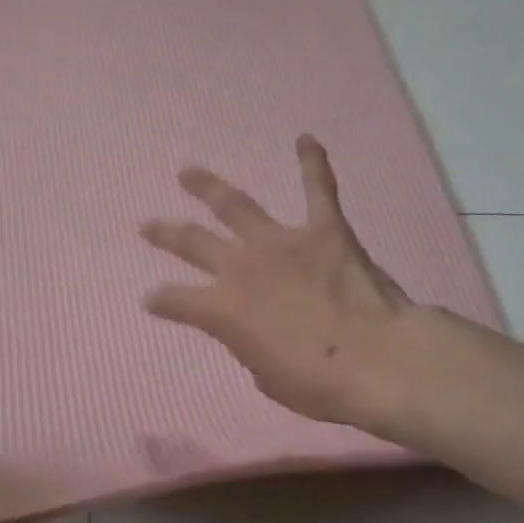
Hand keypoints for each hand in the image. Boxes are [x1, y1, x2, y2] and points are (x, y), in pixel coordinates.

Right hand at [141, 135, 431, 433]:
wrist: (375, 360)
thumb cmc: (317, 383)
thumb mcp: (267, 376)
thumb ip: (251, 346)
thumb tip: (256, 332)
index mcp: (223, 310)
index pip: (177, 300)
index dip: (161, 301)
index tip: (149, 300)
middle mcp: (243, 268)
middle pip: (194, 242)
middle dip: (167, 234)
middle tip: (148, 225)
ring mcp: (283, 243)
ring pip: (236, 205)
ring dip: (209, 187)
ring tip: (188, 172)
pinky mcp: (326, 230)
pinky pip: (318, 188)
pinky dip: (312, 163)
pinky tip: (305, 139)